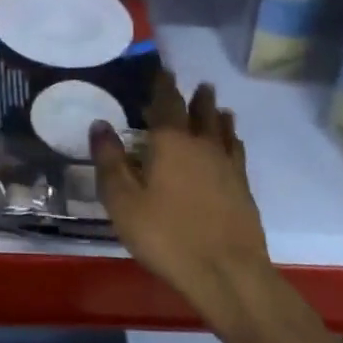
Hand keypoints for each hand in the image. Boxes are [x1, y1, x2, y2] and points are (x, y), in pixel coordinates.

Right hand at [91, 73, 277, 319]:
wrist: (228, 273)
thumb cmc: (167, 235)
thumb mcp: (123, 201)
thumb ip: (110, 161)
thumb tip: (100, 124)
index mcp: (170, 142)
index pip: (167, 103)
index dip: (163, 85)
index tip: (164, 70)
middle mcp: (202, 145)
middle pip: (200, 113)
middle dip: (196, 97)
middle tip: (198, 84)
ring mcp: (227, 166)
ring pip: (222, 130)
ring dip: (217, 115)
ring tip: (217, 106)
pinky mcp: (243, 188)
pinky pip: (237, 152)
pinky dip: (233, 140)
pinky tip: (233, 143)